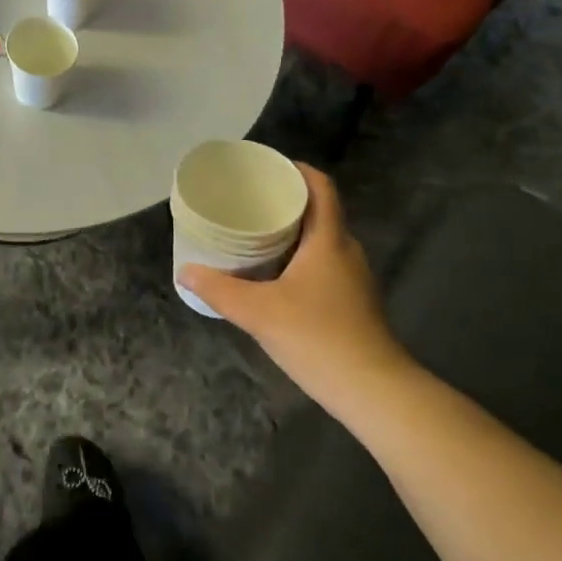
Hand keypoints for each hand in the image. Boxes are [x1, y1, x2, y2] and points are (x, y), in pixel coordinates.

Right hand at [178, 164, 415, 408]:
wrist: (375, 393)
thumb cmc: (319, 338)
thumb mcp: (259, 312)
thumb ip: (219, 290)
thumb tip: (185, 271)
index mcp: (329, 240)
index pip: (321, 188)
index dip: (297, 170)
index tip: (268, 167)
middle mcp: (346, 251)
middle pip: (319, 212)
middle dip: (286, 202)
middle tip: (249, 201)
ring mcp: (353, 279)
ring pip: (320, 241)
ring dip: (291, 233)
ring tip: (254, 234)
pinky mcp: (353, 304)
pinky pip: (322, 265)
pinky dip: (298, 259)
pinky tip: (273, 276)